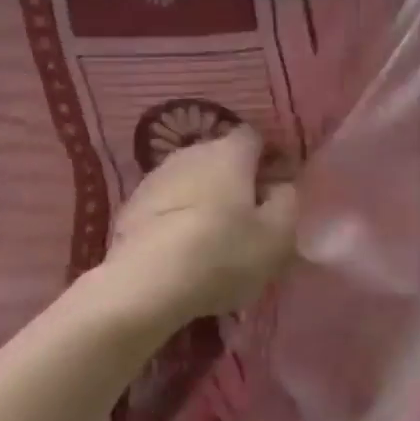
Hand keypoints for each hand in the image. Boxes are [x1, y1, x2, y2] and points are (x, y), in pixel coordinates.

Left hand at [103, 127, 298, 322]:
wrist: (146, 282)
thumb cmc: (223, 253)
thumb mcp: (277, 236)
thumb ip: (287, 202)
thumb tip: (279, 187)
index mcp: (229, 152)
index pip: (254, 138)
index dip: (268, 159)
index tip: (276, 188)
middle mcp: (191, 152)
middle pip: (221, 157)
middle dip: (236, 179)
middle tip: (248, 217)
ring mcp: (156, 176)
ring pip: (191, 178)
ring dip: (204, 197)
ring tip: (212, 236)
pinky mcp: (132, 204)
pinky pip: (166, 202)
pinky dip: (178, 215)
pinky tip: (181, 246)